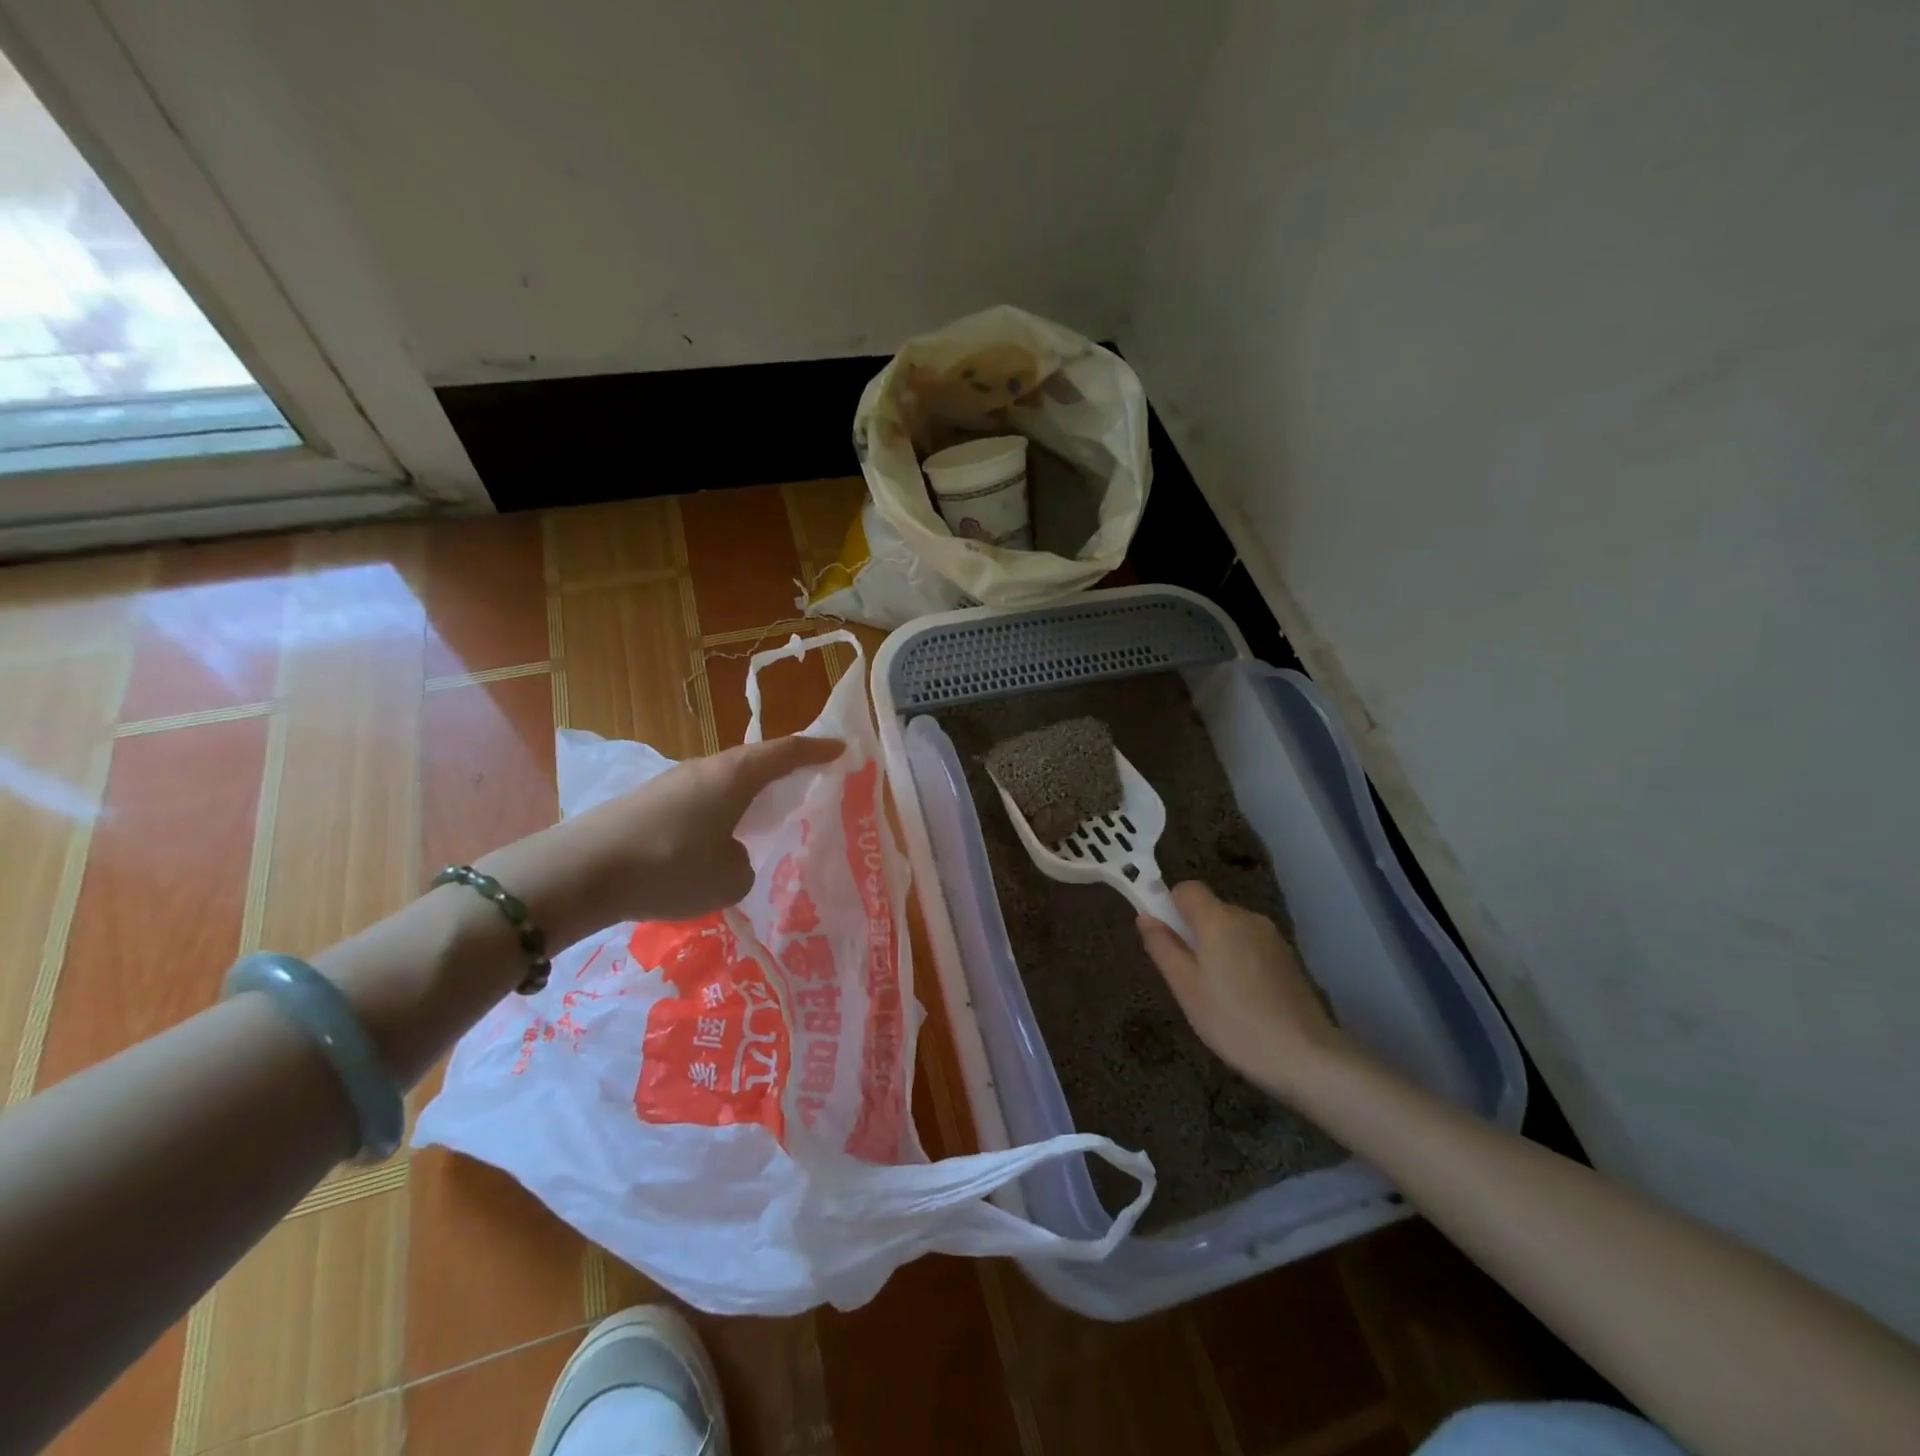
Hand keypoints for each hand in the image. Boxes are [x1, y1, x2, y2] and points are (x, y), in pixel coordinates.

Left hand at [478, 735, 843, 941]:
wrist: (581, 872)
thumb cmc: (671, 866)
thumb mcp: (729, 879)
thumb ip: (744, 865)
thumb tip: (730, 857)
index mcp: (735, 775)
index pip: (785, 753)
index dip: (815, 750)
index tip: (839, 748)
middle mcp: (704, 769)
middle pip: (751, 763)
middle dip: (779, 772)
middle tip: (801, 783)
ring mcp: (670, 784)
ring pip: (720, 784)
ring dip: (742, 798)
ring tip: (755, 822)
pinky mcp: (644, 804)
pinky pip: (695, 803)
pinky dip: (713, 816)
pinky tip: (708, 845)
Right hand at [1137, 881, 1348, 1099]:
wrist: (1304, 1055)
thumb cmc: (1233, 1020)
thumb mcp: (1185, 987)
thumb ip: (1162, 946)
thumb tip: (1145, 917)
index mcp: (1218, 919)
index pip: (1187, 888)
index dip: (1170, 905)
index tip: (1166, 938)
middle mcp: (1247, 917)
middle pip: (1210, 909)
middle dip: (1193, 932)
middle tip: (1187, 975)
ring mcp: (1272, 937)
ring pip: (1231, 929)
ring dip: (1217, 947)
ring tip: (1216, 992)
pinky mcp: (1288, 958)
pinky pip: (1251, 945)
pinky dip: (1240, 960)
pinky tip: (1243, 998)